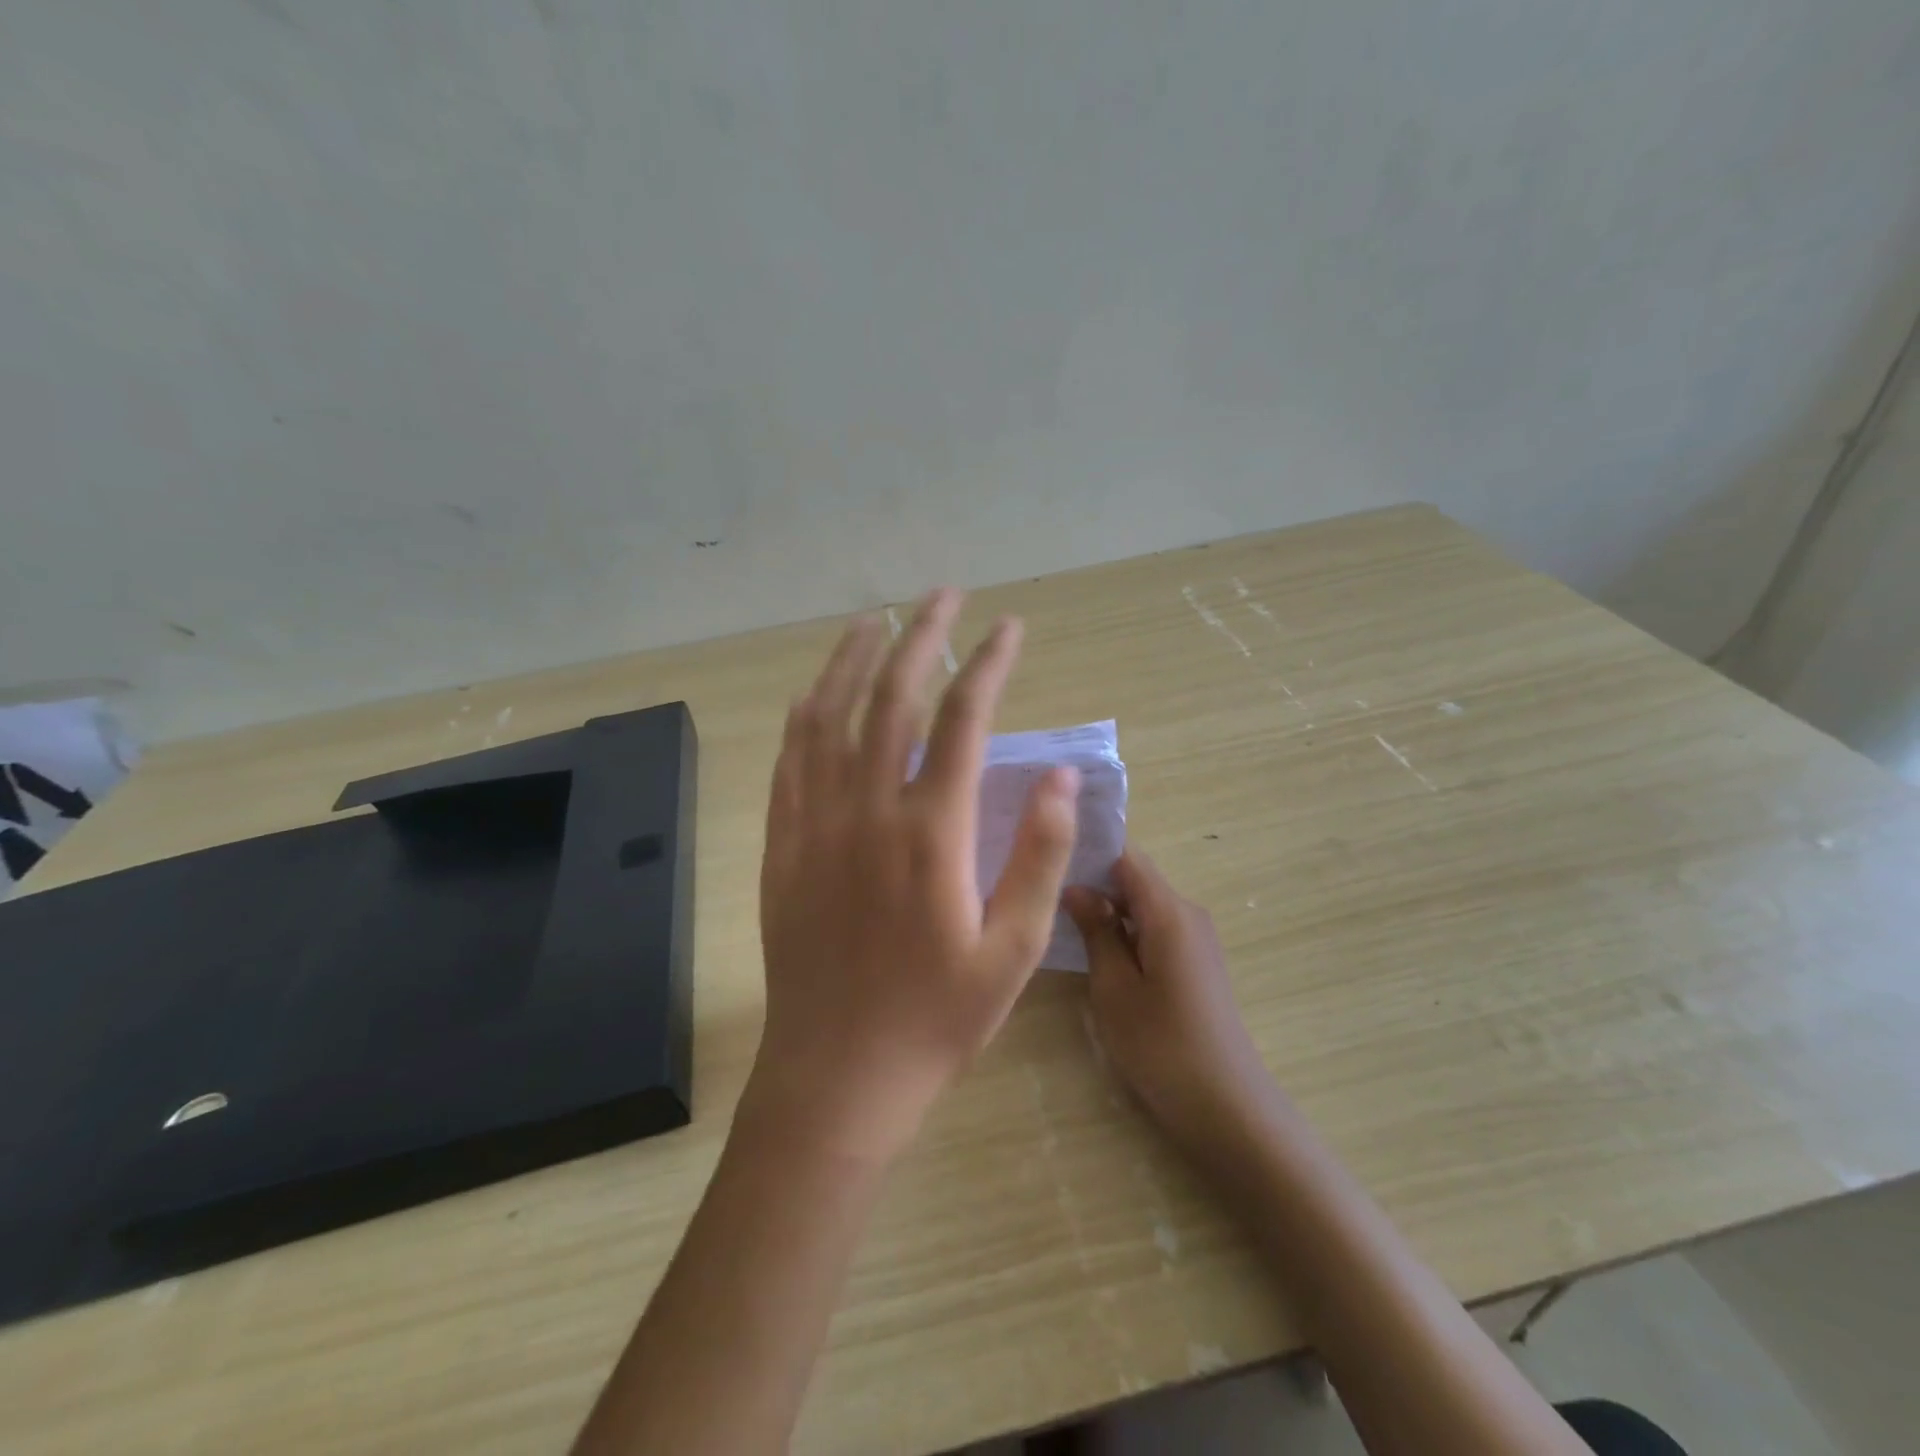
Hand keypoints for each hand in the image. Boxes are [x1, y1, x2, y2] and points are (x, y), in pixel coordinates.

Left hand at [750, 589, 1080, 1160]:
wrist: (837, 1074)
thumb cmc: (936, 1020)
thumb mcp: (1012, 950)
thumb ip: (1037, 856)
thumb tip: (1058, 777)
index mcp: (930, 833)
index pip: (962, 719)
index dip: (988, 663)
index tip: (1009, 626)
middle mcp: (866, 811)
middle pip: (892, 697)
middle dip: (921, 636)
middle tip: (944, 595)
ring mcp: (814, 823)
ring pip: (829, 714)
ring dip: (854, 658)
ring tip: (877, 618)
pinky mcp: (782, 844)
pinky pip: (789, 758)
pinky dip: (805, 712)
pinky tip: (818, 690)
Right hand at [1064, 849, 1280, 1154]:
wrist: (1228, 1107)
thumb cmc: (1162, 1046)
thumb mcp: (1115, 988)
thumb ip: (1097, 930)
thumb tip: (1075, 887)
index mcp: (1169, 911)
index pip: (1126, 856)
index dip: (1088, 851)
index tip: (1049, 857)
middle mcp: (1187, 913)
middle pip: (1134, 878)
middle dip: (1091, 881)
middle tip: (1043, 891)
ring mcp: (1195, 938)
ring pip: (1142, 904)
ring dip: (1107, 909)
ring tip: (1059, 917)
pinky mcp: (1195, 962)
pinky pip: (1154, 928)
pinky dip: (1125, 931)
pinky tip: (1095, 949)